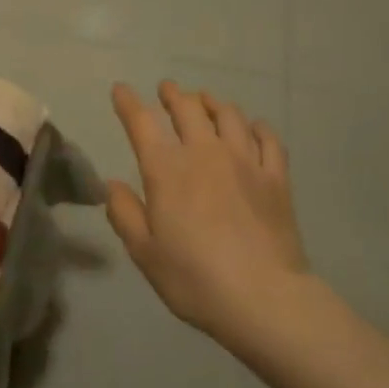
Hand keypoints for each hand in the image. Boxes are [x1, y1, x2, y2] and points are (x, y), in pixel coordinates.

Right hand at [106, 80, 310, 347]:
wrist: (264, 298)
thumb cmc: (195, 279)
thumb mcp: (145, 253)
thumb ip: (125, 214)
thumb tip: (112, 185)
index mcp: (167, 170)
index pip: (142, 123)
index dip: (128, 102)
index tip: (121, 90)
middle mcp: (204, 153)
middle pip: (188, 108)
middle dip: (173, 94)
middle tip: (167, 89)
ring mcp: (245, 161)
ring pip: (228, 115)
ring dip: (212, 103)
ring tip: (206, 101)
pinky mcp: (276, 177)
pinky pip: (268, 139)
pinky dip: (257, 127)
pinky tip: (253, 127)